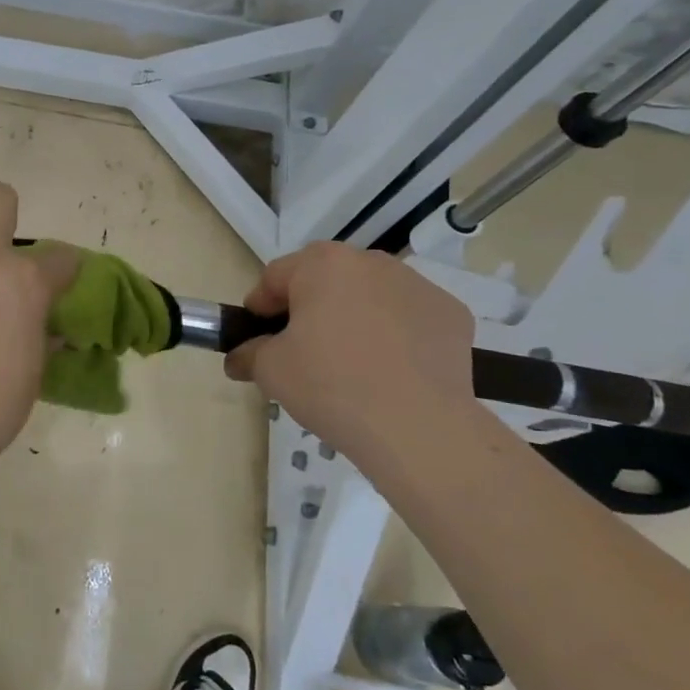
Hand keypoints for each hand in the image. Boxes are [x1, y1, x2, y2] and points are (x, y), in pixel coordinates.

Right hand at [224, 243, 475, 456]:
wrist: (418, 427)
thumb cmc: (330, 386)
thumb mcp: (270, 371)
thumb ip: (248, 354)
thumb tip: (239, 357)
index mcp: (322, 264)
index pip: (276, 277)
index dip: (260, 307)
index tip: (257, 338)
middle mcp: (371, 262)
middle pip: (326, 280)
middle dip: (310, 308)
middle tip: (302, 350)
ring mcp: (417, 285)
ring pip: (369, 295)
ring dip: (354, 317)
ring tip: (351, 363)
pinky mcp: (451, 314)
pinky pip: (408, 318)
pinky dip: (396, 335)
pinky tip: (392, 371)